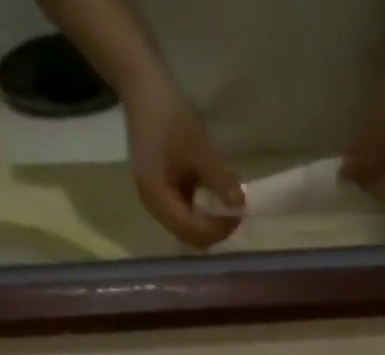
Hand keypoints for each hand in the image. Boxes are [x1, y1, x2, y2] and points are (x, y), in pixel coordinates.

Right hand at [122, 75, 243, 247]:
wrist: (142, 87)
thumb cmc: (169, 114)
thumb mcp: (199, 147)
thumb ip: (220, 180)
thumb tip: (241, 206)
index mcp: (158, 198)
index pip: (193, 232)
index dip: (218, 229)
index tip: (239, 212)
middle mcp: (154, 207)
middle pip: (190, 237)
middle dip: (215, 231)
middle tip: (235, 213)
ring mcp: (156, 201)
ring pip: (188, 230)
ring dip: (209, 224)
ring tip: (227, 208)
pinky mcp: (160, 194)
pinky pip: (185, 215)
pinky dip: (202, 214)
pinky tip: (215, 200)